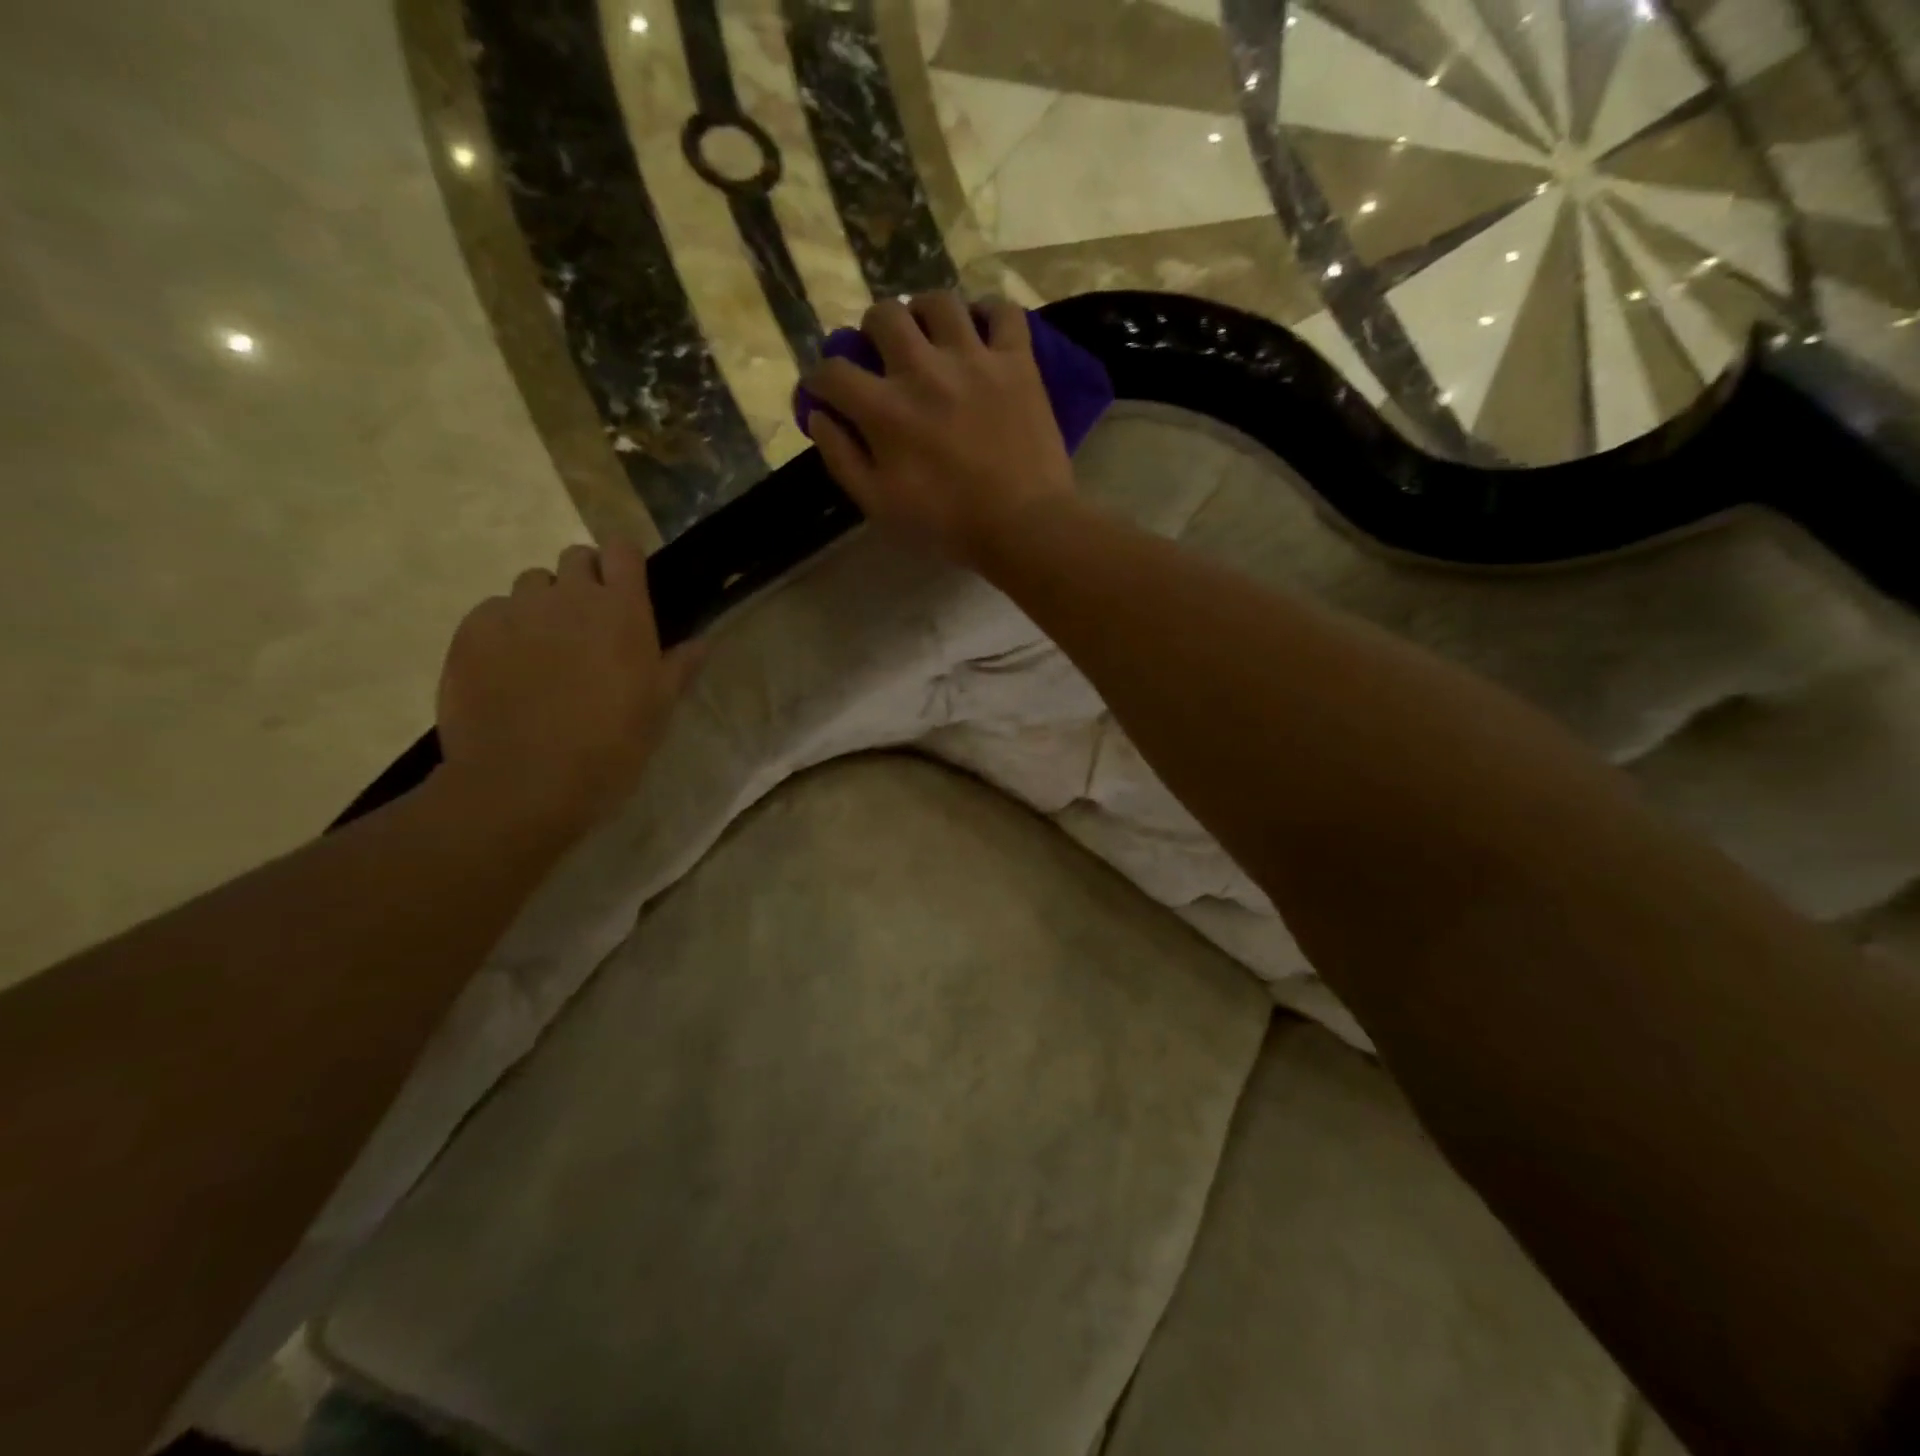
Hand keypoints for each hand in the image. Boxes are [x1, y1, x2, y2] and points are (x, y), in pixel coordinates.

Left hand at [436, 539, 700, 832]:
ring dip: (543, 605)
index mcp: (621, 611)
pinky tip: (508, 670)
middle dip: (584, 581)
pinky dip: (504, 630)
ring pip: (531, 584)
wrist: (525, 783)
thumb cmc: (611, 745)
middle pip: (576, 559)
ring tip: (545, 650)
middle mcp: (568, 597)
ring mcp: (514, 611)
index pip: (622, 549)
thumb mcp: (658, 709)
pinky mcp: (471, 633)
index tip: (627, 589)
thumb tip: (701, 642)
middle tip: (589, 628)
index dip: (624, 563)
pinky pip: (492, 613)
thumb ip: (679, 667)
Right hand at [802, 293, 1076, 570]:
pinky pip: (1003, 311)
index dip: (820, 379)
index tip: (826, 392)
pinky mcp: (1017, 361)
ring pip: (939, 302)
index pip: (832, 371)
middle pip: (883, 315)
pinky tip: (981, 331)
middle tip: (882, 355)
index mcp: (884, 409)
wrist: (1023, 527)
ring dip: (924, 313)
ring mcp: (974, 358)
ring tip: (929, 335)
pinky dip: (989, 313)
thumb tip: (817, 415)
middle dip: (871, 332)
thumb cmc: (947, 525)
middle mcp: (924, 369)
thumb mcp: (879, 506)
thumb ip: (842, 458)